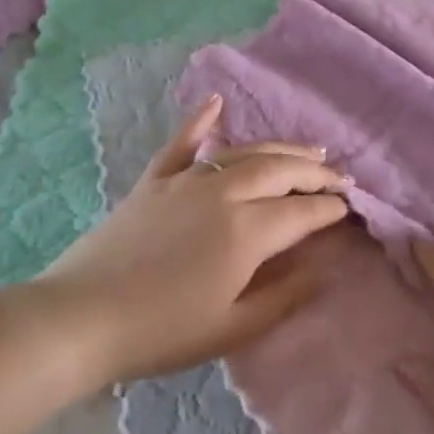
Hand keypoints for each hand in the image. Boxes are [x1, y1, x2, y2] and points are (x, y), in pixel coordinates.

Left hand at [31, 95, 349, 386]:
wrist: (82, 318)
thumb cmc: (164, 331)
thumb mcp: (234, 327)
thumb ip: (286, 295)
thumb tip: (326, 268)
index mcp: (248, 230)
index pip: (304, 211)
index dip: (331, 208)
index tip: (350, 208)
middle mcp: (224, 192)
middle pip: (282, 170)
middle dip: (316, 171)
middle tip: (339, 175)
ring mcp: (186, 180)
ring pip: (244, 152)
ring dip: (281, 147)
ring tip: (308, 148)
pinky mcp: (154, 181)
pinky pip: (182, 143)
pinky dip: (201, 120)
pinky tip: (217, 102)